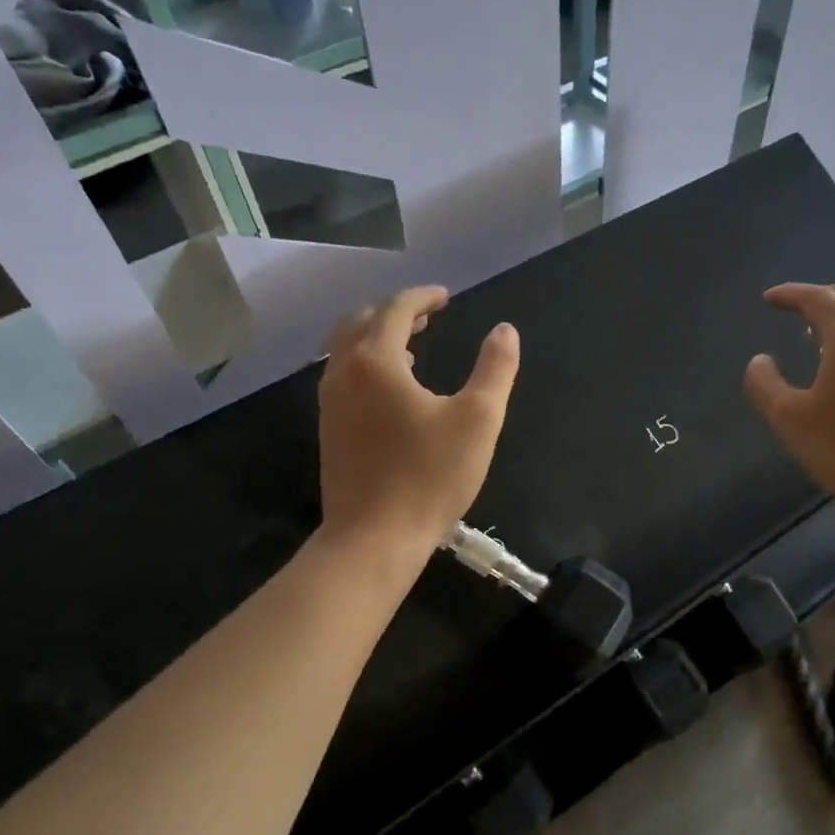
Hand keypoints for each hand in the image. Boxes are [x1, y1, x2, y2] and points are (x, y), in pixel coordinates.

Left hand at [318, 285, 519, 562]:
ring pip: (346, 351)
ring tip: (412, 349)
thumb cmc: (430, 477)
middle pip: (361, 322)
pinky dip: (366, 367)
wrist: (374, 537)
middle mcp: (344, 373)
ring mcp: (329, 404)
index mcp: (376, 361)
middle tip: (427, 316)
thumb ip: (495, 369)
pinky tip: (392, 393)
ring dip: (377, 339)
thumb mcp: (479, 420)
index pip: (395, 309)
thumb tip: (505, 331)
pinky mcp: (329, 432)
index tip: (446, 297)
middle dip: (395, 312)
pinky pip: (343, 379)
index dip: (423, 297)